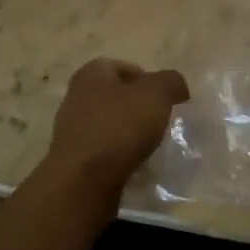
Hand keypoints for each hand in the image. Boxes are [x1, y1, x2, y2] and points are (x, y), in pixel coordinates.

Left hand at [44, 58, 189, 192]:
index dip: (147, 79)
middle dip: (139, 107)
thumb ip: (170, 82)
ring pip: (110, 124)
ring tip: (150, 145)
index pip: (123, 67)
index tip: (164, 98)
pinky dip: (120, 155)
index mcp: (91, 74)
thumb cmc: (119, 127)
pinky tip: (134, 165)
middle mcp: (76, 97)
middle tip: (160, 120)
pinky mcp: (75, 159)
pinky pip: (104, 150)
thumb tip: (177, 87)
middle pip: (116, 96)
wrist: (83, 182)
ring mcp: (72, 130)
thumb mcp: (156, 94)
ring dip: (130, 133)